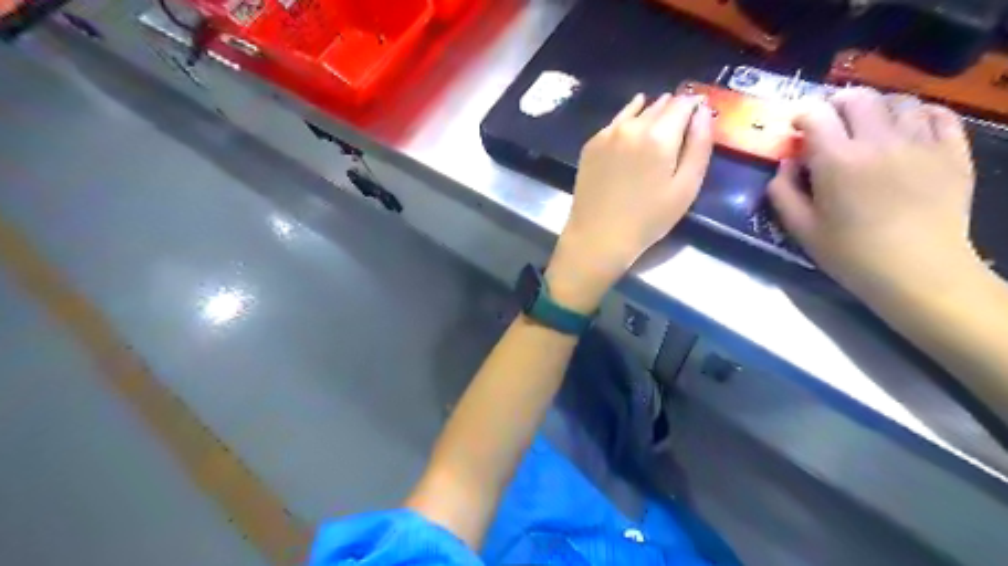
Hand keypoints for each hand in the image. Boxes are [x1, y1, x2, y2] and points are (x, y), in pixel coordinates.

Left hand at [543, 92, 716, 311]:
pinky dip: (628, 120)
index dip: (695, 105)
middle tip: (680, 124)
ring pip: (636, 110)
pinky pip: (616, 122)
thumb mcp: (686, 188)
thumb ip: (700, 146)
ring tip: (658, 124)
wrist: (598, 236)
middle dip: (673, 109)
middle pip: (659, 105)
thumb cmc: (648, 219)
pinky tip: (632, 128)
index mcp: (659, 135)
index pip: (683, 103)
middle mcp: (632, 126)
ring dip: (650, 112)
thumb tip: (704, 113)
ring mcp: (607, 133)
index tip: (700, 114)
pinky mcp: (591, 144)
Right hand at [769, 87, 981, 300]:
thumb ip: (783, 192)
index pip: (815, 116)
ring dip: (875, 107)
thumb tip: (785, 164)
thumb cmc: (850, 254)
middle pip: (857, 98)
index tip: (797, 129)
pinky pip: (938, 114)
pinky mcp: (952, 151)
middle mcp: (878, 141)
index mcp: (837, 161)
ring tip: (867, 126)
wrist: (918, 271)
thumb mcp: (800, 229)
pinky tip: (906, 129)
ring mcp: (920, 142)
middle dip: (836, 104)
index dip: (802, 116)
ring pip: (898, 101)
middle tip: (829, 122)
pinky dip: (917, 114)